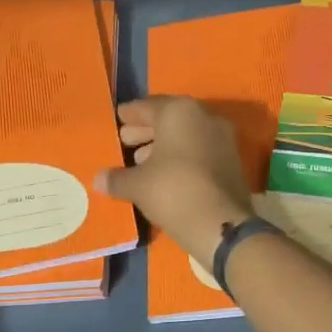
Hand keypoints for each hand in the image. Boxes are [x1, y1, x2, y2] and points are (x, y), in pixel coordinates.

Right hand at [95, 97, 253, 267]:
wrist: (221, 224)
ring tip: (140, 161)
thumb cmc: (173, 191)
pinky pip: (199, 151)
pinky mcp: (232, 161)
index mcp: (180, 112)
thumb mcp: (137, 185)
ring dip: (162, 146)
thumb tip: (98, 179)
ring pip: (186, 135)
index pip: (148, 107)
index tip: (117, 119)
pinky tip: (163, 174)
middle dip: (145, 130)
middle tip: (124, 141)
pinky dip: (181, 157)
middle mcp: (204, 117)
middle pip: (169, 119)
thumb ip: (117, 178)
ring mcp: (222, 138)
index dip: (130, 115)